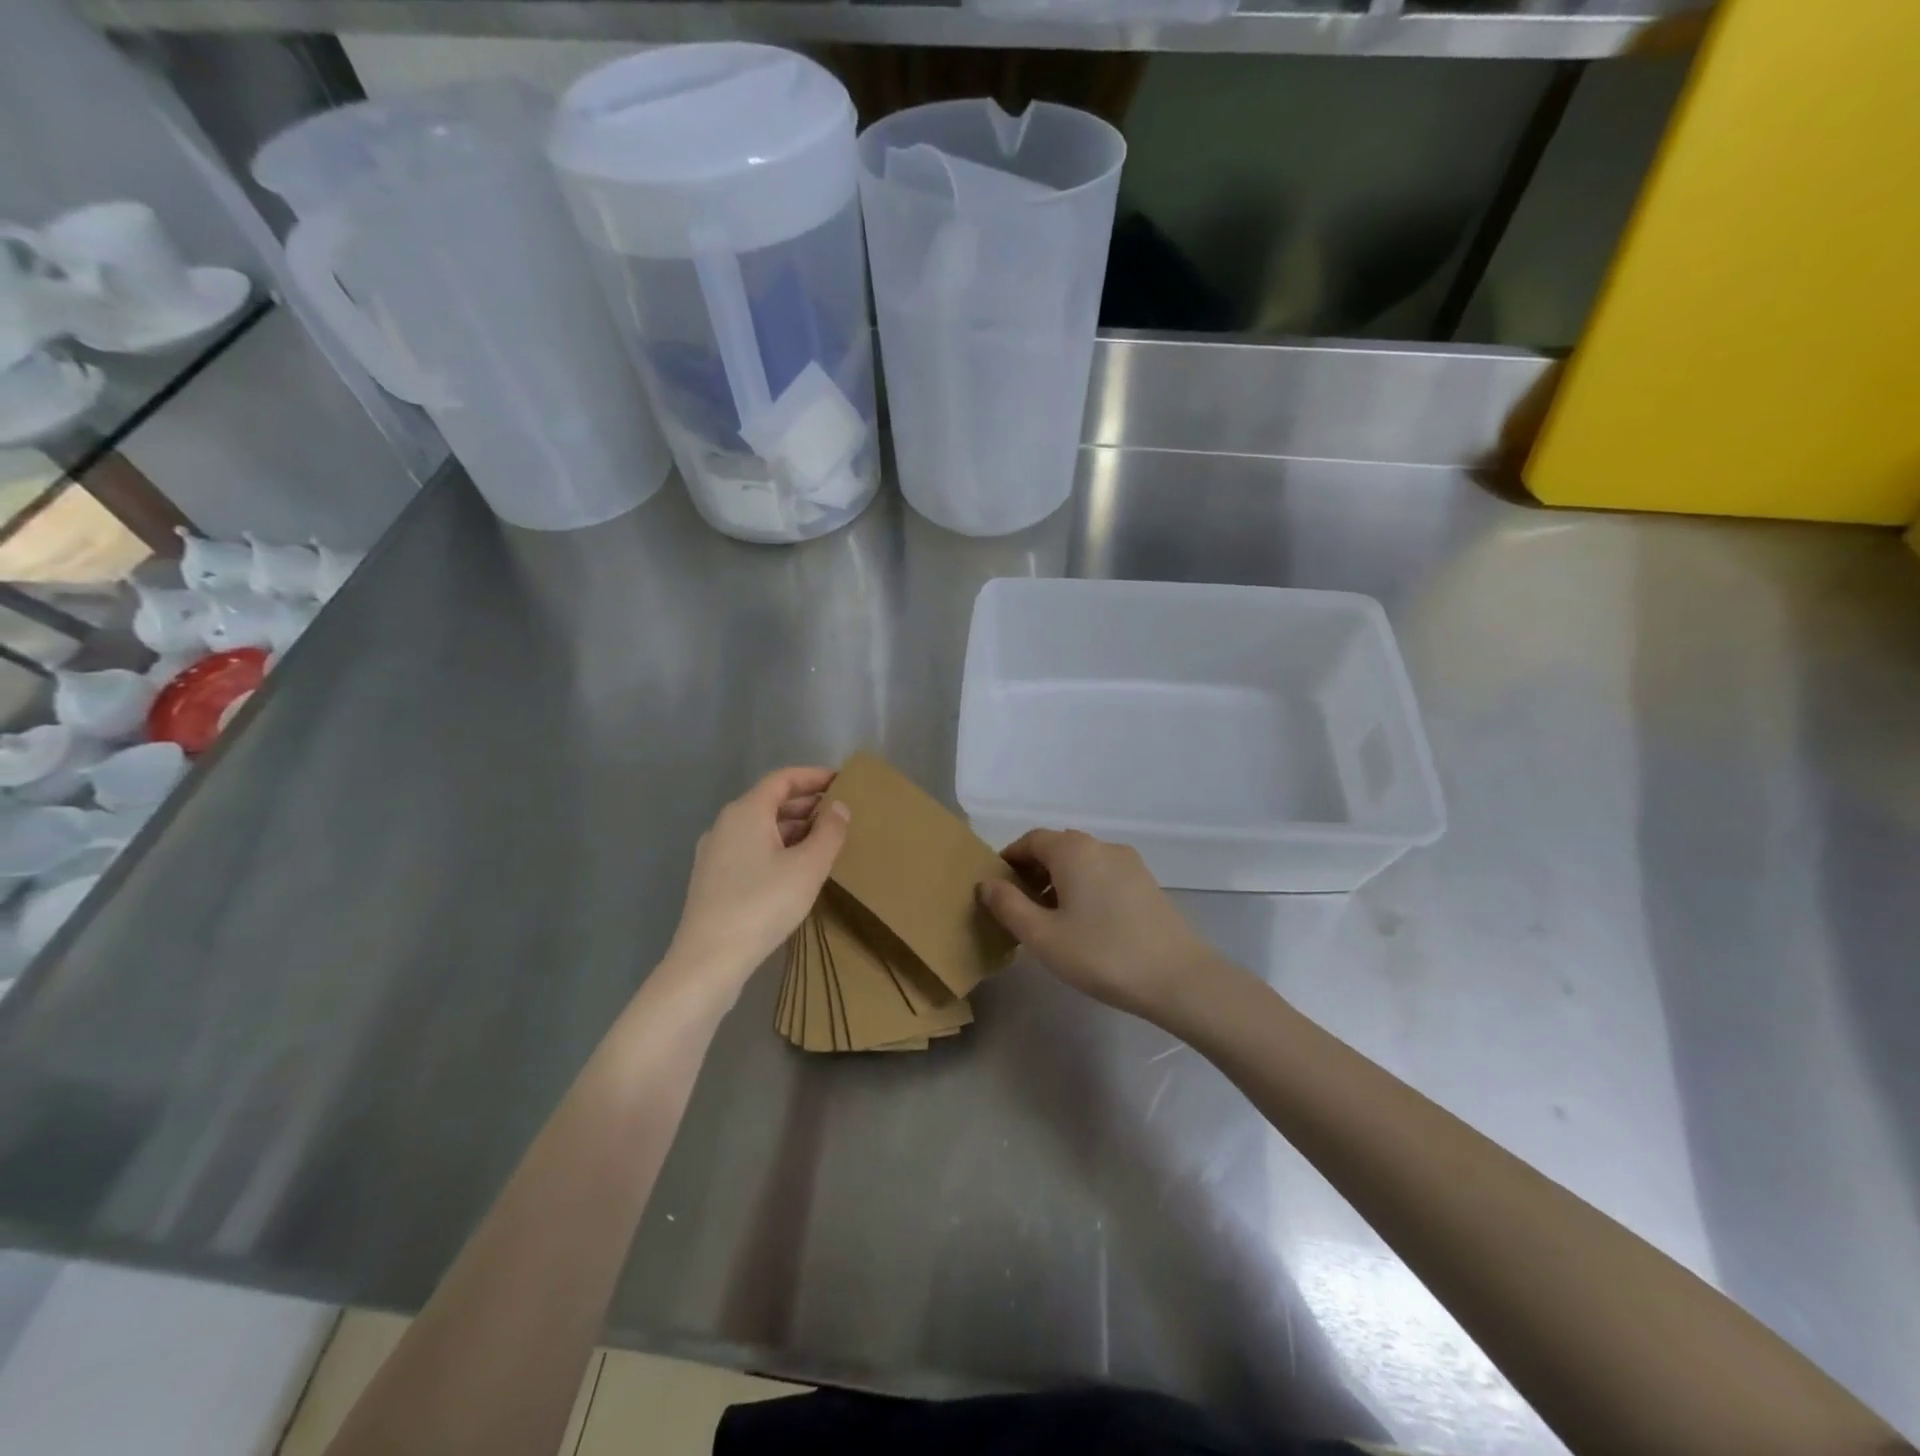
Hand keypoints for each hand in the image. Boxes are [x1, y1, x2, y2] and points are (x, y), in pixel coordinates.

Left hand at [663, 767, 849, 1002]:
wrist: (709, 959)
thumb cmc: (763, 904)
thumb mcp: (808, 867)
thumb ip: (829, 832)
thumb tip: (839, 807)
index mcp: (746, 811)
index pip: (783, 779)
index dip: (814, 776)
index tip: (842, 780)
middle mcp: (725, 824)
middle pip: (770, 802)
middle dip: (806, 803)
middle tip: (839, 812)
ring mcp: (714, 853)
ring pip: (759, 828)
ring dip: (792, 828)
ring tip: (824, 841)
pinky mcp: (712, 879)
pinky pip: (750, 849)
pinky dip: (776, 848)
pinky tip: (795, 869)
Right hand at [977, 829, 1216, 1022]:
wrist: (1178, 978)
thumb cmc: (1101, 954)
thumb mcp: (1043, 936)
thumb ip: (1008, 906)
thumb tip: (987, 883)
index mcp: (1073, 850)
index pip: (1031, 840)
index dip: (1009, 859)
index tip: (996, 887)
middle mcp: (1101, 846)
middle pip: (1057, 847)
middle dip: (1033, 871)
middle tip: (1018, 907)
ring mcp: (1129, 863)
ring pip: (1082, 862)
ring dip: (1059, 881)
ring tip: (1049, 919)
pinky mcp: (1147, 883)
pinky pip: (1103, 874)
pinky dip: (1084, 888)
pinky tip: (1084, 924)